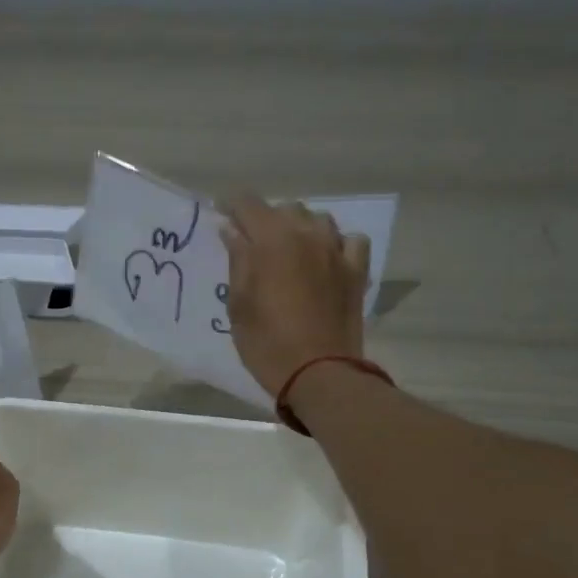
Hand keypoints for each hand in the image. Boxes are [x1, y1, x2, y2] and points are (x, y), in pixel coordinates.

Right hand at [221, 197, 370, 399]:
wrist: (319, 373)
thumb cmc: (267, 343)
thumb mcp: (239, 305)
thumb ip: (238, 262)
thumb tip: (233, 231)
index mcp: (271, 239)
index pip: (247, 203)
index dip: (230, 206)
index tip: (220, 216)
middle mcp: (307, 234)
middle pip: (285, 209)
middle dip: (266, 220)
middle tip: (253, 245)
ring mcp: (337, 250)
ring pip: (318, 220)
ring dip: (301, 228)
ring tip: (290, 250)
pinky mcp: (357, 271)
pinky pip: (350, 241)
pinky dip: (336, 243)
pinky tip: (327, 259)